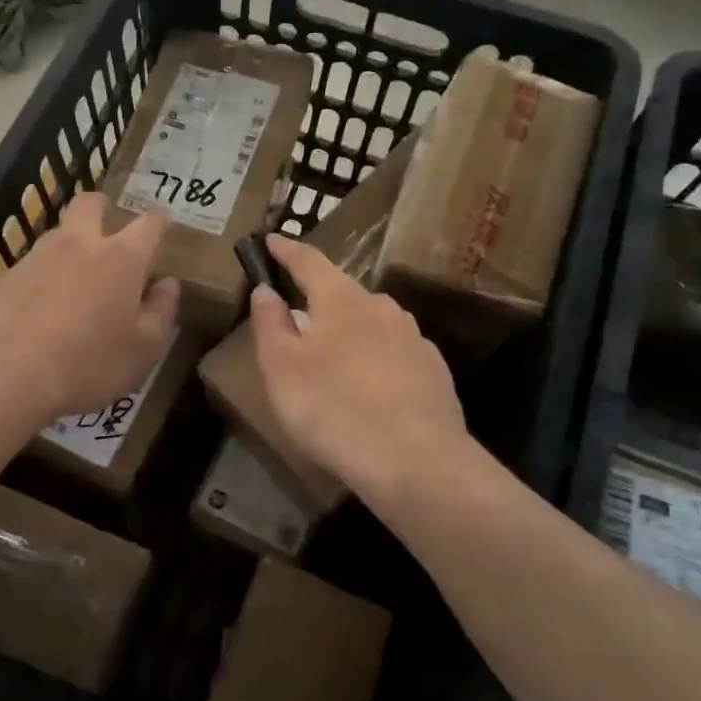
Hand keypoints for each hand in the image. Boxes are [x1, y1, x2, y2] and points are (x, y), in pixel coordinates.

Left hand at [0, 192, 178, 425]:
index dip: (160, 223)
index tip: (163, 228)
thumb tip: (167, 284)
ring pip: (59, 232)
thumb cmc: (90, 363)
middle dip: (104, 208)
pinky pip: (34, 263)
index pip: (149, 224)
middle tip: (110, 228)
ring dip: (72, 243)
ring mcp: (38, 256)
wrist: (7, 374)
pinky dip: (45, 274)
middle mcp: (79, 244)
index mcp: (122, 257)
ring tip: (77, 275)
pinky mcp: (8, 276)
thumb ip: (161, 311)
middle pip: (91, 204)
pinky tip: (44, 304)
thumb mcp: (143, 349)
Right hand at [248, 233, 469, 504]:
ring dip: (351, 334)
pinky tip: (371, 392)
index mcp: (342, 299)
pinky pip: (395, 356)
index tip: (271, 239)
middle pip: (344, 294)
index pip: (309, 261)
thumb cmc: (333, 408)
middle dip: (320, 301)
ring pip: (373, 325)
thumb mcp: (281, 367)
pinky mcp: (435, 373)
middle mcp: (382, 308)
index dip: (286, 250)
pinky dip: (376, 363)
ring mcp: (414, 340)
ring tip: (334, 362)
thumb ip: (270, 323)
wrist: (416, 462)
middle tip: (299, 321)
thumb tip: (266, 290)